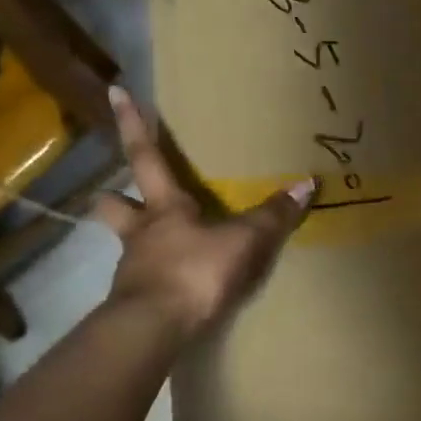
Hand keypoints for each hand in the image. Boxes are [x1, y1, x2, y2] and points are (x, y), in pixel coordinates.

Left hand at [93, 87, 313, 338]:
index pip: (144, 155)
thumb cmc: (194, 272)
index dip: (131, 123)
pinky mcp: (134, 300)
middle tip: (115, 191)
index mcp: (164, 208)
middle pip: (113, 204)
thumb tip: (308, 182)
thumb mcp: (243, 241)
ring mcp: (133, 267)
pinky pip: (141, 279)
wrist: (154, 329)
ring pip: (124, 242)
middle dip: (112, 194)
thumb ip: (273, 216)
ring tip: (151, 242)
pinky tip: (170, 284)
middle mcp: (141, 232)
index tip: (114, 91)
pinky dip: (152, 276)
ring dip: (132, 237)